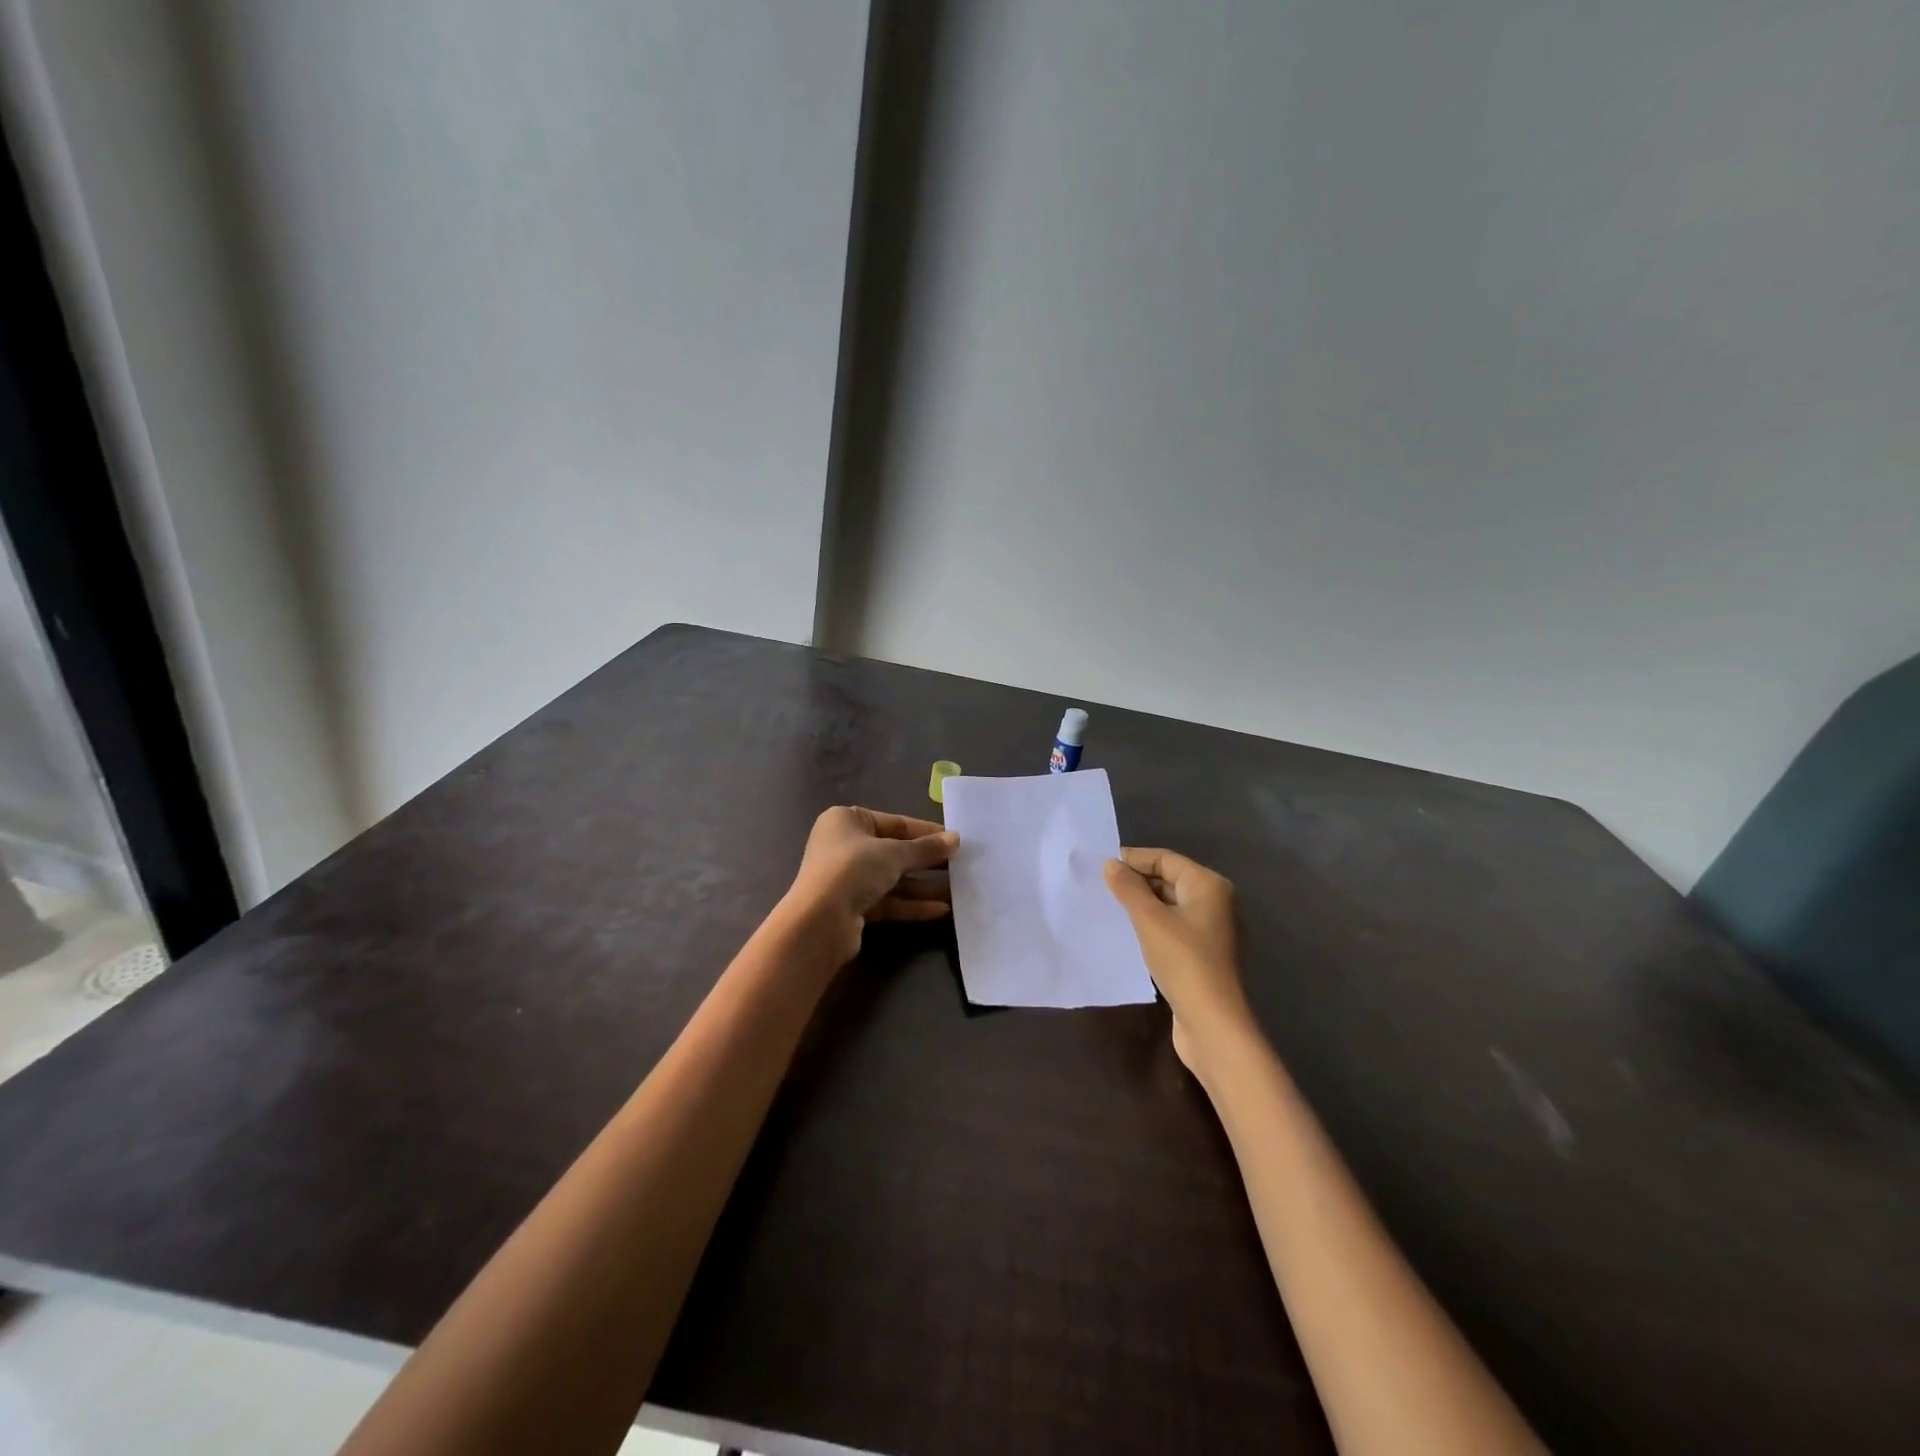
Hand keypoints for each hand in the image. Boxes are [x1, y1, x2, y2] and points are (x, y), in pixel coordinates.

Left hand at [786, 807, 957, 964]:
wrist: (819, 923)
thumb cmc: (852, 870)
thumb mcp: (894, 853)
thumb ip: (926, 848)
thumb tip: (955, 839)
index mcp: (847, 820)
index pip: (895, 822)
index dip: (927, 831)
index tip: (955, 840)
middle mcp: (845, 846)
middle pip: (895, 851)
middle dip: (927, 860)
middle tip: (962, 865)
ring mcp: (848, 879)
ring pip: (894, 879)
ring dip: (924, 885)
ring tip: (959, 889)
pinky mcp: (854, 907)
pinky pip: (889, 901)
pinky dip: (912, 904)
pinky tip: (942, 909)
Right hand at [1105, 847, 1253, 1072]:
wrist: (1212, 1022)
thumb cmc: (1183, 961)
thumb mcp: (1149, 920)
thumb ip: (1128, 888)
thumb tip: (1111, 864)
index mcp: (1208, 885)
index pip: (1166, 858)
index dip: (1134, 859)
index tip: (1102, 866)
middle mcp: (1215, 902)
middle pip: (1170, 879)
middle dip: (1137, 881)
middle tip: (1101, 887)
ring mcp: (1211, 929)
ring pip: (1170, 904)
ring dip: (1142, 903)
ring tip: (1110, 907)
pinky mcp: (1203, 953)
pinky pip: (1173, 926)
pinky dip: (1152, 924)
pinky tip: (1129, 932)